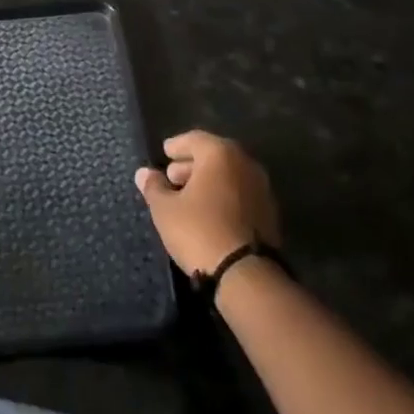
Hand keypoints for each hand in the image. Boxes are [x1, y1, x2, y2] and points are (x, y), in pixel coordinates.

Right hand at [135, 130, 279, 276]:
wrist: (246, 274)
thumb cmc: (199, 231)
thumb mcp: (166, 209)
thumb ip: (154, 186)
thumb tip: (144, 173)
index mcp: (220, 154)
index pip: (195, 139)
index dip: (177, 146)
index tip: (165, 153)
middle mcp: (245, 163)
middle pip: (214, 156)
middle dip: (192, 165)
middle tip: (172, 177)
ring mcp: (261, 188)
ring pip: (229, 176)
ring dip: (209, 182)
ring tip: (188, 197)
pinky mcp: (270, 213)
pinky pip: (240, 194)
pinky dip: (224, 196)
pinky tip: (209, 213)